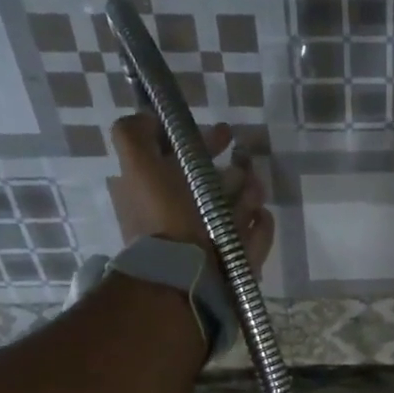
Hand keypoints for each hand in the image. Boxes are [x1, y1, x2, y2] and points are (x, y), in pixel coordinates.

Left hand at [111, 113, 273, 275]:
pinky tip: (259, 215)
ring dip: (249, 194)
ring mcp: (215, 239)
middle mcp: (186, 217)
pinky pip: (257, 232)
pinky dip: (259, 224)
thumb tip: (150, 119)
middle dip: (234, 171)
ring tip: (252, 193)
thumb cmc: (165, 216)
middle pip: (219, 184)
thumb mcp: (137, 166)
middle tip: (247, 165)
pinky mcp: (239, 258)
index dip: (203, 142)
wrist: (186, 273)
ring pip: (241, 205)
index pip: (185, 162)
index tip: (224, 132)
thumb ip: (135, 135)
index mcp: (161, 195)